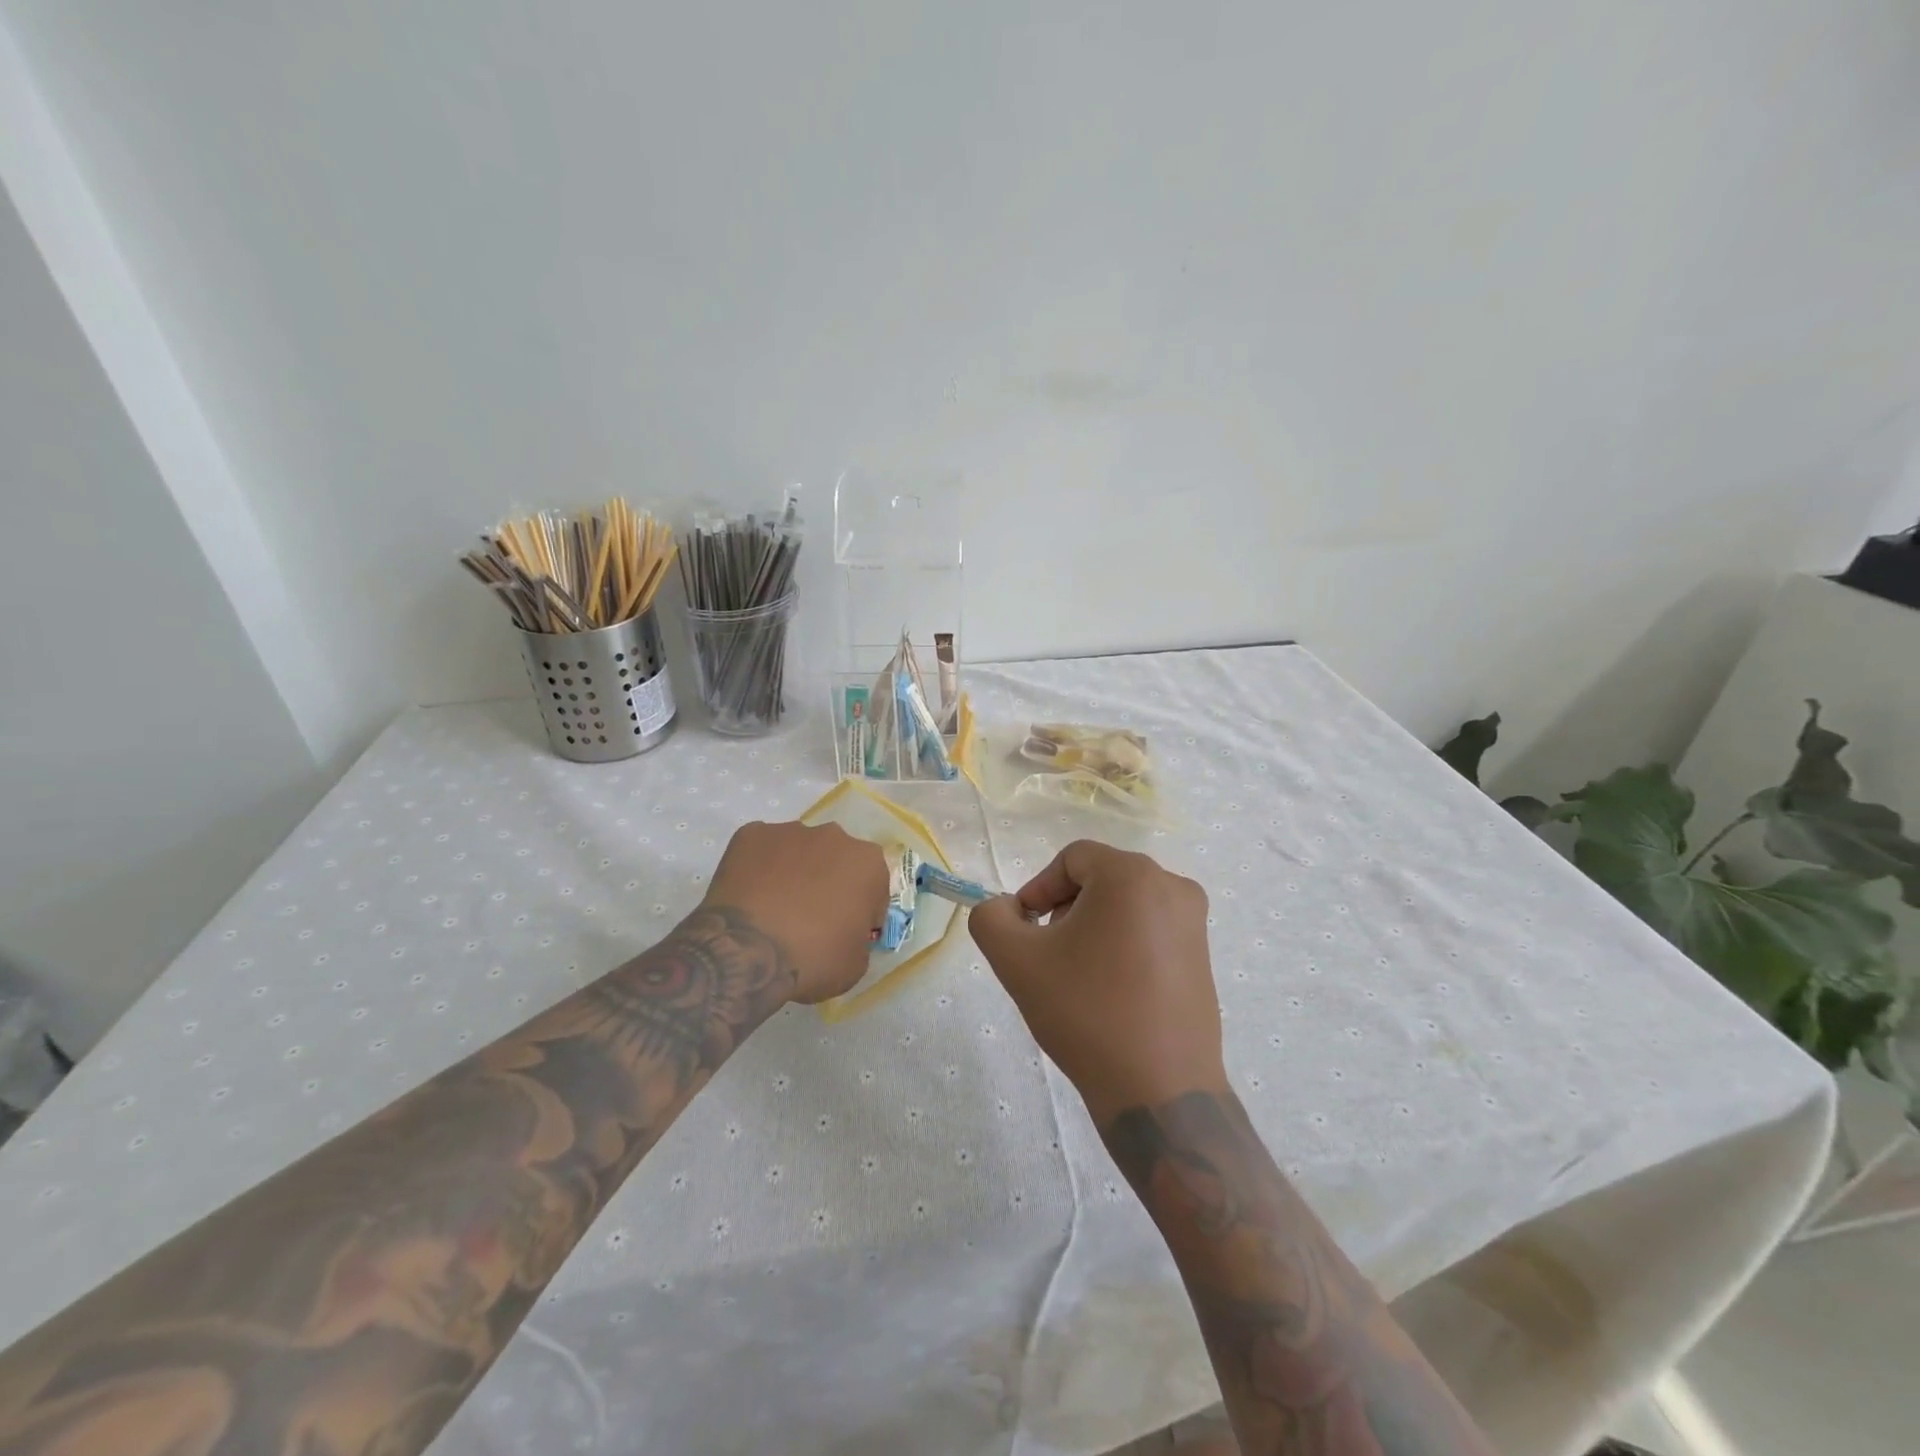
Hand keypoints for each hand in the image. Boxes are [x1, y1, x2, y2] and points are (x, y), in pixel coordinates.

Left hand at [702, 820, 888, 1004]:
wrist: (747, 951)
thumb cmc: (813, 958)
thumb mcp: (856, 964)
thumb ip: (859, 938)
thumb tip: (845, 933)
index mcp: (868, 863)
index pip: (873, 888)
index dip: (861, 912)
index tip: (846, 933)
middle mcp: (833, 836)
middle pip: (836, 860)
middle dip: (828, 883)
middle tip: (810, 919)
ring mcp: (789, 831)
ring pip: (798, 851)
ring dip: (794, 872)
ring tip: (774, 909)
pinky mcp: (750, 834)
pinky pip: (761, 851)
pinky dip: (758, 869)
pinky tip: (749, 897)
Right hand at [969, 841, 1225, 1126]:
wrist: (1158, 1090)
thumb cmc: (1086, 1013)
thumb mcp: (1016, 960)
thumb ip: (990, 918)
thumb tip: (1005, 908)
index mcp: (1132, 875)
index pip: (1071, 859)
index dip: (1039, 889)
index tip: (1025, 932)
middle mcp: (1172, 886)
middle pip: (1099, 879)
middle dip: (1065, 910)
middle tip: (1049, 956)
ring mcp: (1194, 922)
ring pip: (1124, 905)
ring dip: (1091, 929)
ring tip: (1078, 978)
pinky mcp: (1203, 956)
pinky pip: (1149, 931)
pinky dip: (1122, 947)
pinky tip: (1110, 992)